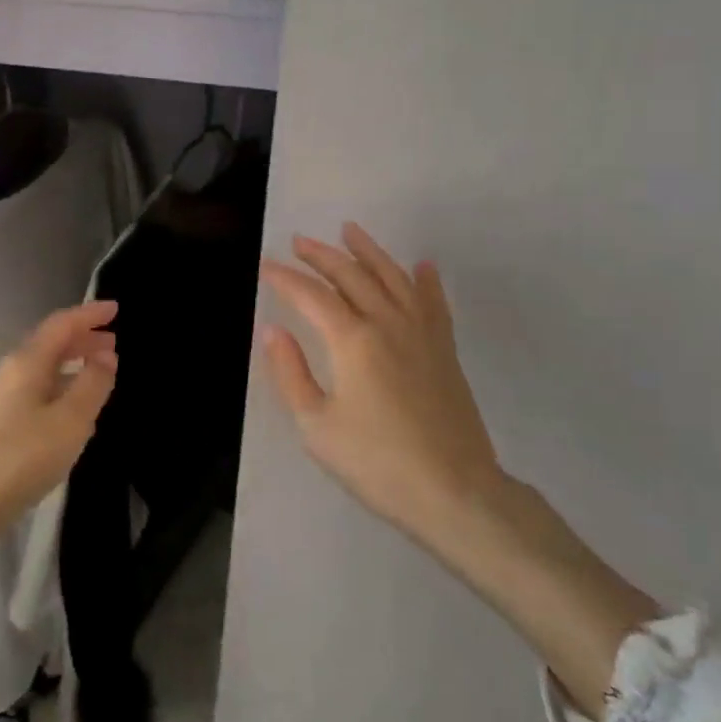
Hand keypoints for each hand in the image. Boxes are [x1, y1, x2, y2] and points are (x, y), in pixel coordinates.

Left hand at [0, 300, 118, 520]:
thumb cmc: (23, 457)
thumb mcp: (71, 420)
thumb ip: (93, 383)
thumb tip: (107, 355)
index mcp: (28, 362)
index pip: (62, 324)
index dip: (89, 314)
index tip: (116, 308)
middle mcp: (13, 371)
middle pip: (51, 343)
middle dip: (83, 339)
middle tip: (114, 341)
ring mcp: (4, 398)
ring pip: (45, 368)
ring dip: (73, 364)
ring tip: (101, 372)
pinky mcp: (1, 423)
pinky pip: (39, 391)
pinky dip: (62, 388)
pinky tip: (76, 410)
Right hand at [260, 224, 507, 548]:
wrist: (454, 491)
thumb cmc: (376, 462)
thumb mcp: (317, 426)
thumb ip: (291, 373)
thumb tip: (273, 331)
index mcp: (353, 341)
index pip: (311, 296)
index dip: (285, 278)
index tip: (266, 266)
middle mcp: (388, 324)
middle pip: (351, 276)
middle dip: (321, 256)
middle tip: (299, 240)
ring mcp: (422, 333)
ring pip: (393, 278)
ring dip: (369, 252)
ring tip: (350, 231)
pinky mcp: (444, 350)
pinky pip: (433, 302)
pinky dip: (425, 281)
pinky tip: (422, 266)